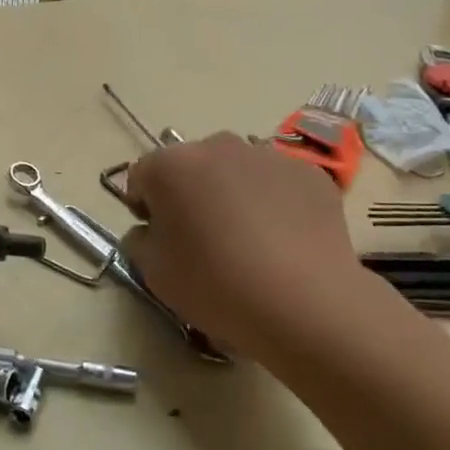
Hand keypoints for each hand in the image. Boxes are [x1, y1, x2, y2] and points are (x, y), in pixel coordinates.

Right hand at [123, 133, 382, 361]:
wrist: (305, 303)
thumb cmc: (215, 284)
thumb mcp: (153, 272)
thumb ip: (140, 241)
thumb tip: (150, 230)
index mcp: (170, 165)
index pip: (142, 176)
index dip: (145, 206)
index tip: (159, 237)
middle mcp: (216, 146)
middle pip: (191, 166)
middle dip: (191, 193)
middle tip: (203, 239)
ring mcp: (267, 155)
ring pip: (237, 170)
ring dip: (233, 193)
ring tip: (249, 241)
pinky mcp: (310, 173)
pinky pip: (278, 183)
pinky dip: (275, 202)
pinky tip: (283, 241)